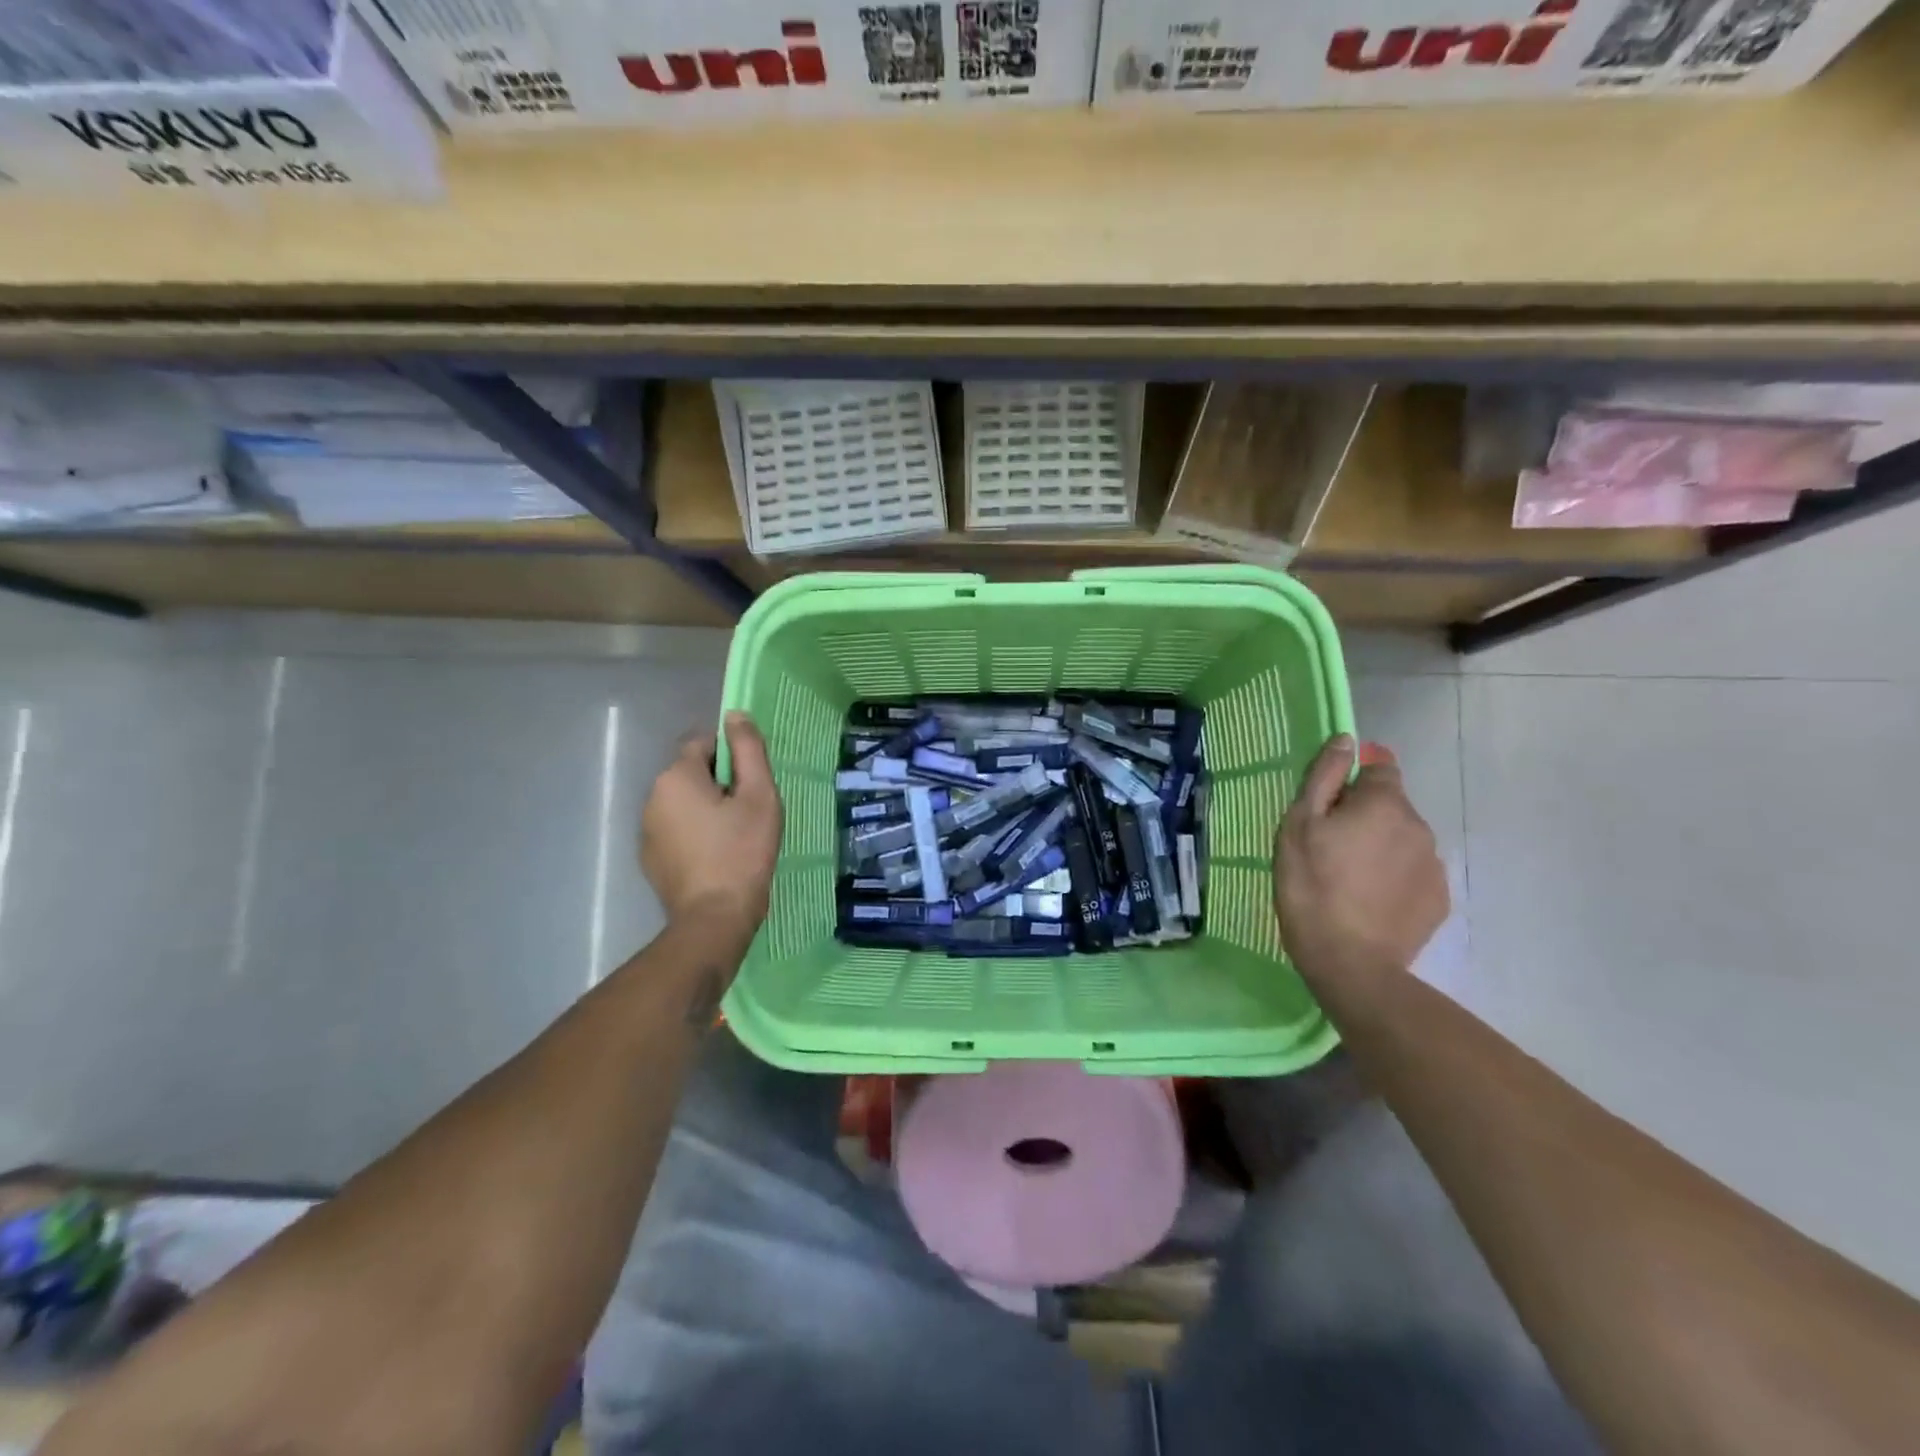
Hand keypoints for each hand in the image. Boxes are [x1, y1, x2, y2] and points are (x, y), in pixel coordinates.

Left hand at [641, 712, 782, 954]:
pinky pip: (677, 829)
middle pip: (693, 773)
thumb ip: (748, 750)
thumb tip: (735, 715)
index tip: (752, 782)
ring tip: (736, 836)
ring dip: (707, 809)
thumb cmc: (743, 852)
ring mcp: (647, 830)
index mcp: (677, 777)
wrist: (714, 918)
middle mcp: (653, 796)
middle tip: (750, 811)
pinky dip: (696, 834)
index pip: (703, 742)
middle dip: (720, 783)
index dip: (732, 756)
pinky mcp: (650, 858)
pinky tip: (717, 856)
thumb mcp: (759, 796)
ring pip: (685, 802)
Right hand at [1274, 734, 1448, 990]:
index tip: (1329, 808)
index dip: (1353, 782)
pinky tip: (1369, 900)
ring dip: (1381, 847)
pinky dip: (1394, 878)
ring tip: (1349, 879)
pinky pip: (1413, 873)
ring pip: (1403, 840)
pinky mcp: (1438, 899)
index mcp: (1384, 804)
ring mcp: (1433, 865)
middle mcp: (1419, 826)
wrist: (1349, 962)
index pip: (1380, 769)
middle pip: (1391, 806)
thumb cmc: (1311, 885)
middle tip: (1330, 847)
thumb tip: (1346, 741)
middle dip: (1366, 817)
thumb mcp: (1299, 825)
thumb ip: (1324, 777)